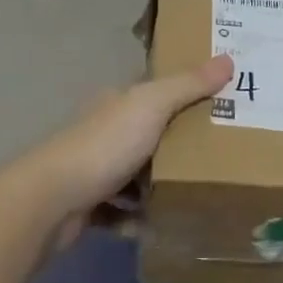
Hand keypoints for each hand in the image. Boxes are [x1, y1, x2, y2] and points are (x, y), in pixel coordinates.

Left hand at [13, 54, 232, 245]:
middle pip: (147, 134)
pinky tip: (160, 225)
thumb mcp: (153, 106)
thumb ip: (189, 85)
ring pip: (133, 175)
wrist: (53, 200)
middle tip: (218, 154)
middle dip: (176, 145)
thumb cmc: (105, 145)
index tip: (218, 104)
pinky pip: (120, 212)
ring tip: (194, 193)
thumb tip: (229, 57)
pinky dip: (137, 218)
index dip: (184, 95)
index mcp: (118, 103)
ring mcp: (93, 169)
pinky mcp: (87, 206)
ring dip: (156, 185)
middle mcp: (103, 131)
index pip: (154, 93)